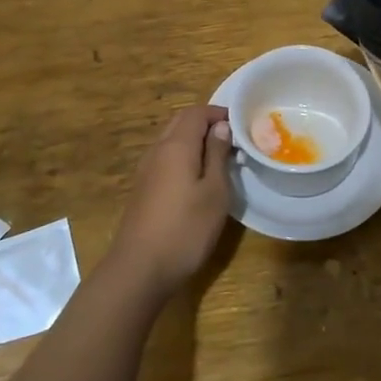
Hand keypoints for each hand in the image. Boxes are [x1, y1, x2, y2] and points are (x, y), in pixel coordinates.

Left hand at [106, 105, 234, 299]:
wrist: (139, 268)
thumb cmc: (185, 229)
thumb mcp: (214, 192)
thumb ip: (217, 155)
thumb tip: (220, 127)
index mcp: (176, 145)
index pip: (196, 112)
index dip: (218, 113)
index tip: (241, 125)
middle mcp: (157, 150)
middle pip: (180, 122)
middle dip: (206, 123)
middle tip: (232, 139)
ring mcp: (146, 170)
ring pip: (171, 140)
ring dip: (194, 140)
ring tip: (219, 158)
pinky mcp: (143, 188)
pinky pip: (165, 159)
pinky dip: (183, 157)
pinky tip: (197, 179)